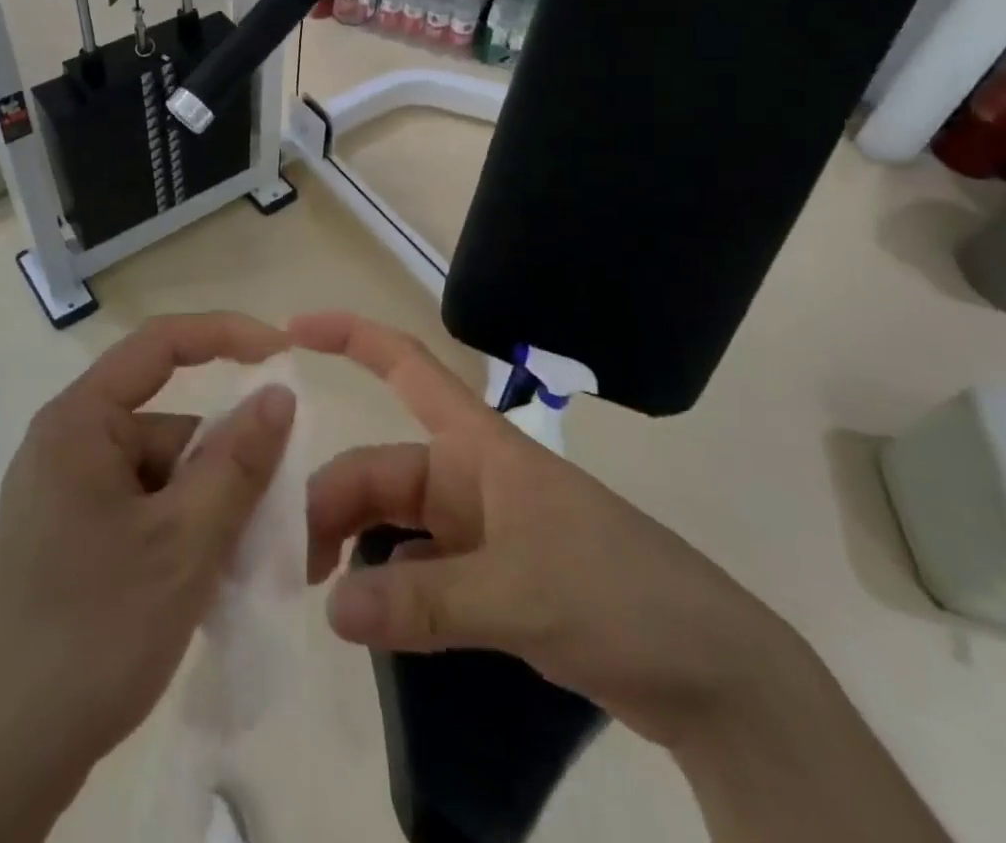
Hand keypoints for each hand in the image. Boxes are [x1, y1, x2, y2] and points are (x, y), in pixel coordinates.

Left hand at [0, 313, 295, 795]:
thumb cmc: (92, 631)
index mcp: (81, 421)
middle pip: (170, 427)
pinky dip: (181, 536)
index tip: (283, 353)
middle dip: (225, 467)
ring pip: (164, 477)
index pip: (160, 344)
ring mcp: (65, 494)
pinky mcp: (69, 538)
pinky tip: (202, 588)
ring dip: (208, 513)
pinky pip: (144, 511)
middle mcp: (69, 443)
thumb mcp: (184, 543)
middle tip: (272, 522)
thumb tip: (279, 393)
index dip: (226, 335)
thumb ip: (238, 463)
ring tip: (236, 574)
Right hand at [295, 312, 806, 749]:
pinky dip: (388, 590)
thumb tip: (330, 608)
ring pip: (393, 522)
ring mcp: (478, 528)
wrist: (715, 675)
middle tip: (292, 567)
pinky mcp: (489, 577)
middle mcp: (468, 476)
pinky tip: (367, 620)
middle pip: (380, 470)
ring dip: (354, 550)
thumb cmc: (619, 594)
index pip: (404, 366)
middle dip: (331, 505)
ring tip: (319, 598)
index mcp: (477, 444)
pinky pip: (417, 569)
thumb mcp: (519, 593)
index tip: (290, 331)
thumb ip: (423, 601)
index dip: (349, 337)